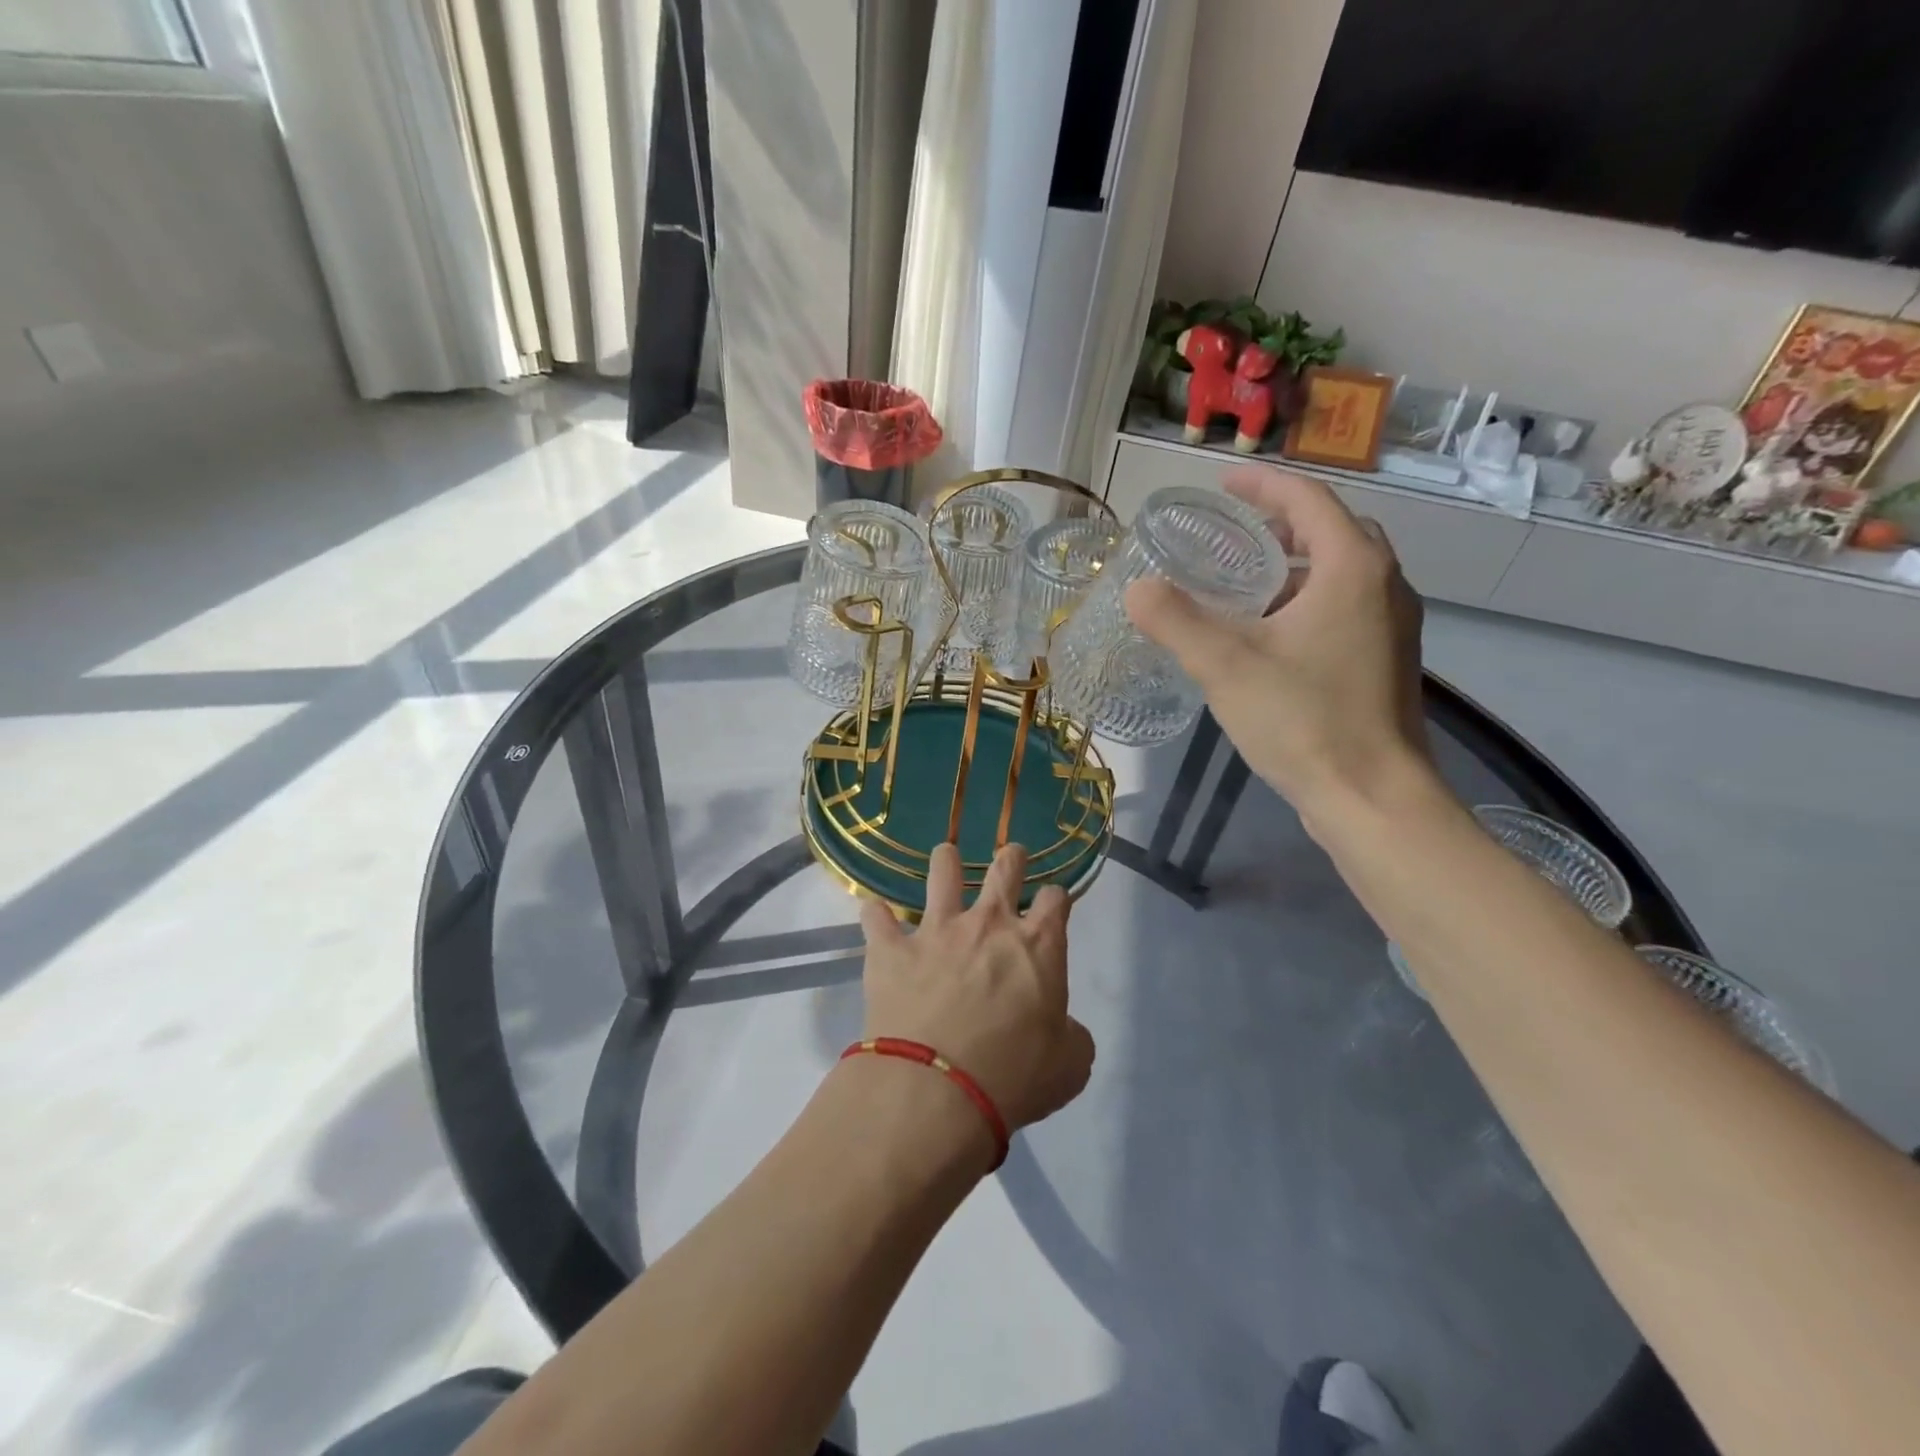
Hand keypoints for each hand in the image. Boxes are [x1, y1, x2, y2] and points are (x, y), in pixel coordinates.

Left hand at [860, 842, 1094, 1133]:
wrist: (937, 1090)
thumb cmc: (1014, 1077)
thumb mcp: (1069, 1066)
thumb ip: (1071, 1036)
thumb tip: (1063, 1029)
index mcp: (1038, 946)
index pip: (1056, 900)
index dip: (1057, 899)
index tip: (1053, 906)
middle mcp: (989, 924)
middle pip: (1005, 868)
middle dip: (1011, 857)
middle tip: (1011, 857)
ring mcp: (937, 930)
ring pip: (942, 871)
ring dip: (946, 861)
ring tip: (946, 857)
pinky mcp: (892, 949)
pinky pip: (876, 917)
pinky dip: (876, 915)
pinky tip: (875, 916)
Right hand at [1126, 467, 1433, 829]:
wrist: (1372, 798)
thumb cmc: (1303, 720)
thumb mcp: (1225, 665)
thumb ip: (1175, 620)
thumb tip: (1137, 589)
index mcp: (1352, 568)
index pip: (1308, 499)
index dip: (1262, 485)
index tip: (1222, 483)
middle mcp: (1383, 584)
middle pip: (1331, 530)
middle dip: (1280, 522)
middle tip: (1231, 532)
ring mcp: (1391, 624)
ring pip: (1340, 571)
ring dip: (1294, 563)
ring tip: (1243, 580)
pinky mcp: (1386, 660)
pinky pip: (1345, 606)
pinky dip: (1306, 599)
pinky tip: (1269, 633)